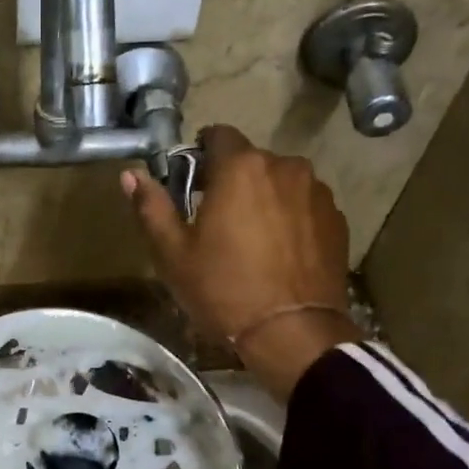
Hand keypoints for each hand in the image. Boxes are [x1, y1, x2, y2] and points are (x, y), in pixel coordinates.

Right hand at [123, 125, 360, 402]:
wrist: (292, 333)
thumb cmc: (223, 290)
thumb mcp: (174, 254)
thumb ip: (152, 207)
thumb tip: (131, 174)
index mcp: (240, 167)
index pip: (217, 135)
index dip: (201, 155)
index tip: (192, 184)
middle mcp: (284, 166)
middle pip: (251, 161)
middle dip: (232, 181)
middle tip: (217, 221)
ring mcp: (317, 192)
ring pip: (280, 183)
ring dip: (264, 198)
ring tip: (252, 240)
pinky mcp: (337, 220)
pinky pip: (305, 206)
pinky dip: (291, 219)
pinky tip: (280, 254)